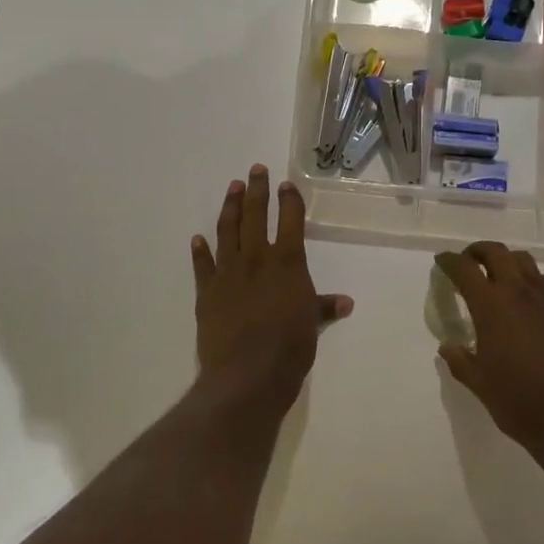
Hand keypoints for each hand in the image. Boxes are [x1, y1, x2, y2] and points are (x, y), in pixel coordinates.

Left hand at [191, 165, 352, 410]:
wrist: (247, 374)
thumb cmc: (289, 347)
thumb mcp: (312, 325)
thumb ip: (324, 307)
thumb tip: (345, 302)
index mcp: (287, 262)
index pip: (290, 221)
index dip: (289, 200)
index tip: (286, 184)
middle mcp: (257, 258)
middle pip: (256, 215)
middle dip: (257, 190)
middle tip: (255, 169)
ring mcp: (228, 272)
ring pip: (228, 230)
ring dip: (231, 207)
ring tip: (232, 188)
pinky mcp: (207, 291)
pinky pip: (202, 264)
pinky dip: (200, 250)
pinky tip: (198, 238)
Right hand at [434, 242, 543, 455]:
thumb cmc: (517, 401)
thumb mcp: (478, 383)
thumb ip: (460, 360)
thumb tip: (448, 346)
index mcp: (491, 306)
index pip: (465, 269)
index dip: (450, 261)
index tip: (442, 261)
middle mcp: (520, 292)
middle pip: (497, 253)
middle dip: (479, 252)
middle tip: (469, 262)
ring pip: (525, 263)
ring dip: (507, 263)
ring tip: (500, 278)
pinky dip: (533, 283)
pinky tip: (531, 302)